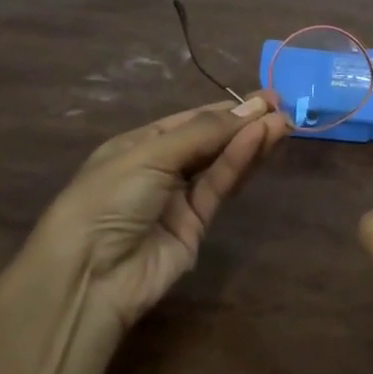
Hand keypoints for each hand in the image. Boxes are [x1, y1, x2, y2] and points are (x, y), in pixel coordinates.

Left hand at [33, 92, 289, 330]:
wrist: (89, 275)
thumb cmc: (109, 197)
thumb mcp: (151, 154)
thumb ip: (204, 133)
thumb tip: (251, 109)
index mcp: (140, 145)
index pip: (190, 120)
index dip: (226, 109)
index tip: (263, 99)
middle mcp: (161, 168)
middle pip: (210, 140)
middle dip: (244, 124)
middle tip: (281, 107)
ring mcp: (178, 199)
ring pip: (220, 164)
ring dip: (250, 142)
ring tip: (283, 123)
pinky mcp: (196, 226)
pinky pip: (220, 187)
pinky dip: (239, 164)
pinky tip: (260, 141)